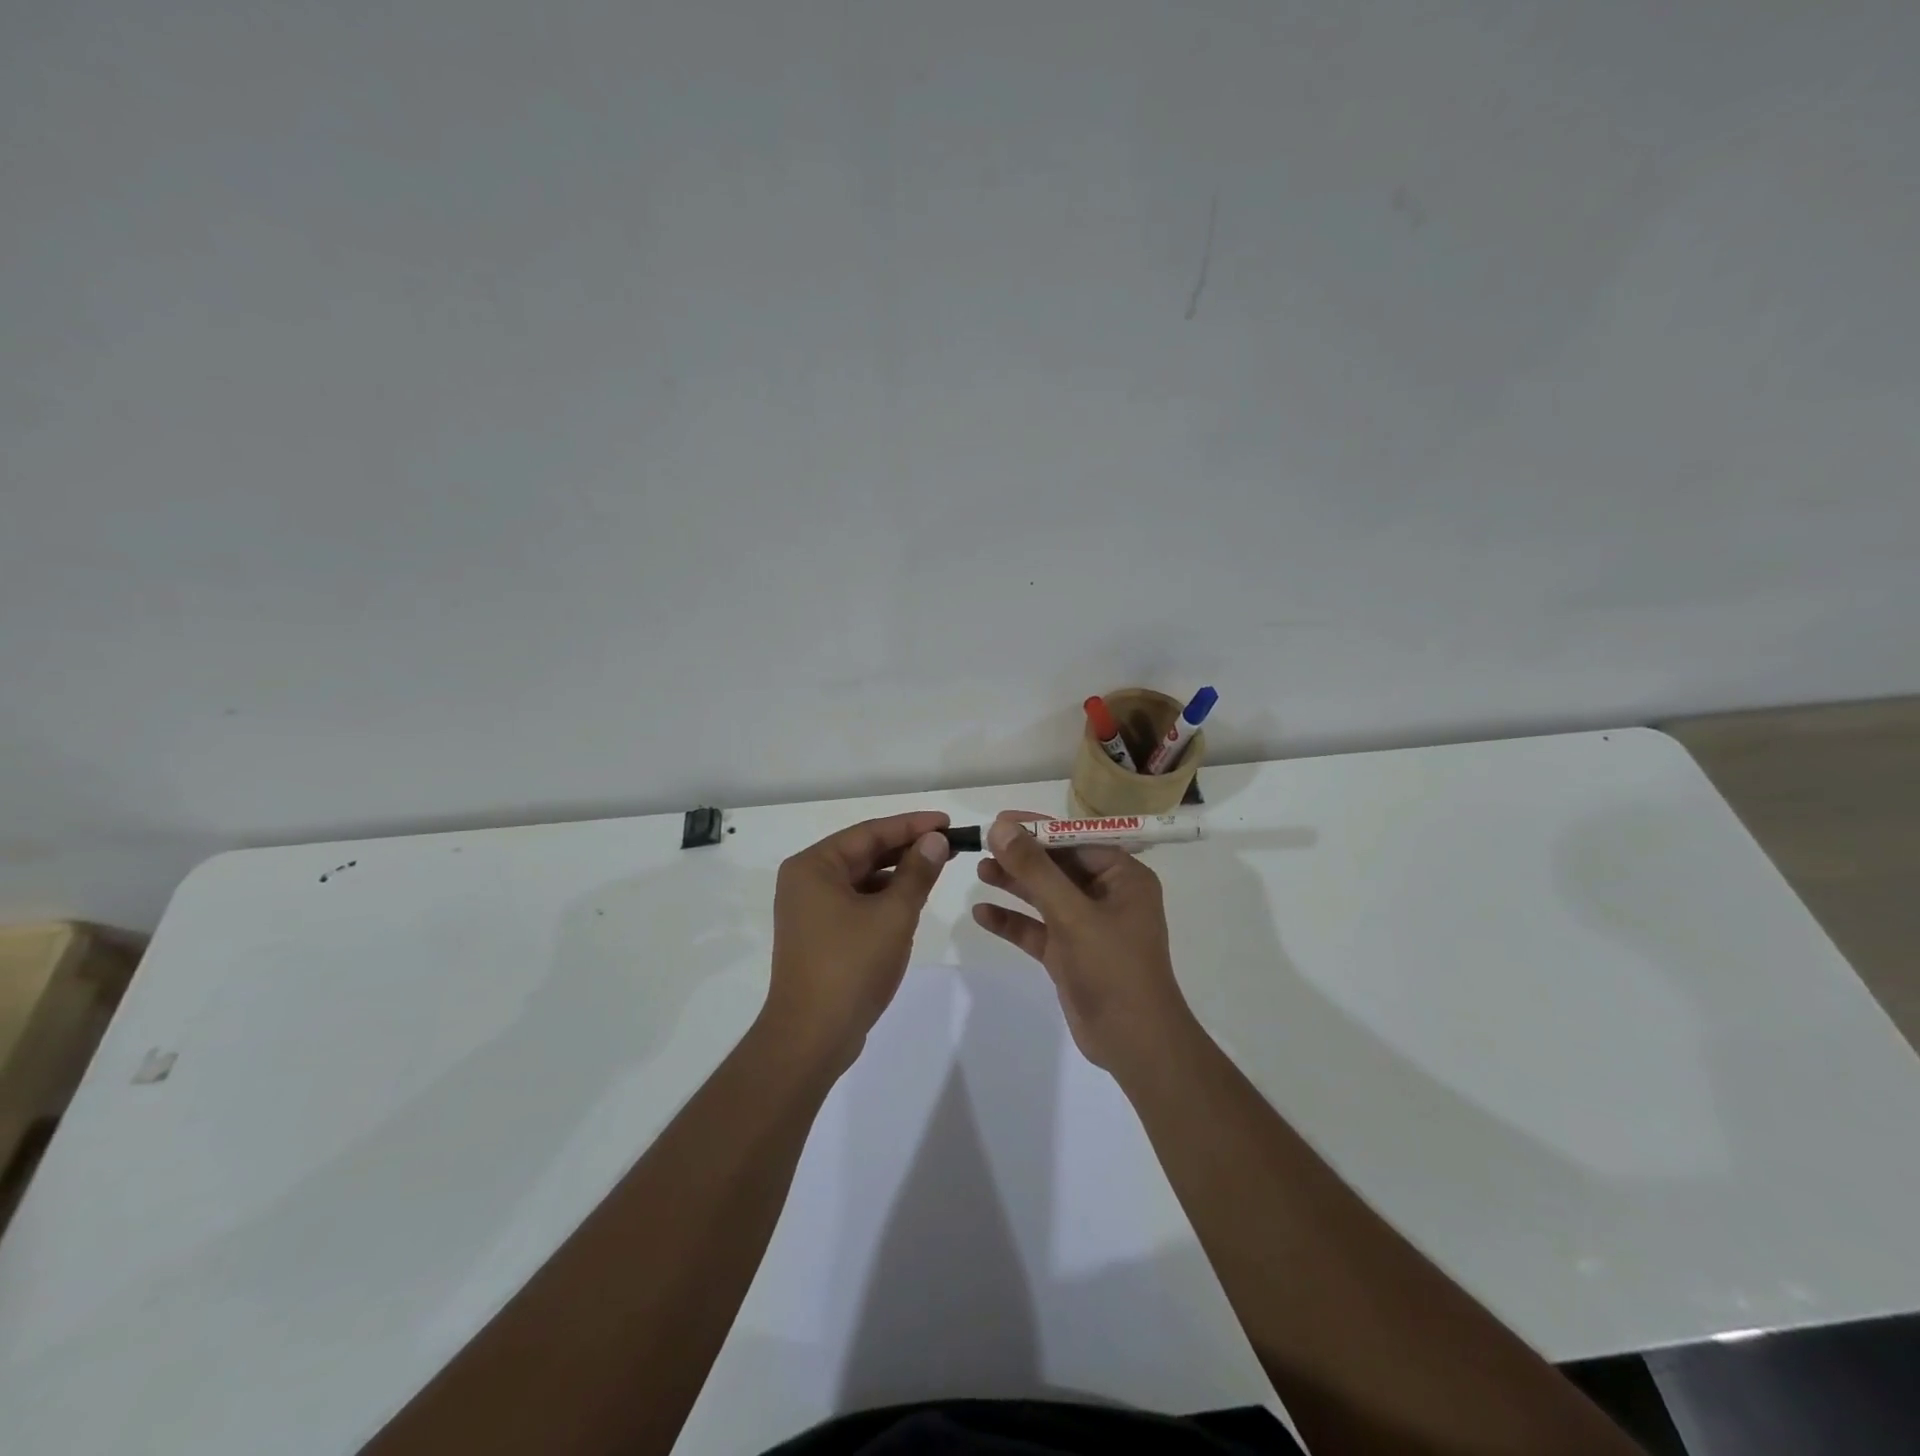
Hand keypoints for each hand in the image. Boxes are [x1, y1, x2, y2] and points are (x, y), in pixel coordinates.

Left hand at [766, 811, 951, 1074]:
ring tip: (937, 869)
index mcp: (814, 866)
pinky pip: (856, 902)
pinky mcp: (819, 934)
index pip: (870, 832)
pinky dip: (883, 898)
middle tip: (950, 844)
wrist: (811, 1037)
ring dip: (897, 874)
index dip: (912, 825)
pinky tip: (911, 901)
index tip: (948, 822)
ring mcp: (809, 910)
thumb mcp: (893, 914)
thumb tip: (936, 840)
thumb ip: (917, 872)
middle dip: (907, 848)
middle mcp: (806, 881)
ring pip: (862, 879)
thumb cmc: (851, 967)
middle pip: (864, 852)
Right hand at [971, 811, 1197, 1075]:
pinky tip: (982, 914)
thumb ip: (1035, 870)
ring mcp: (1087, 926)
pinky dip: (1012, 921)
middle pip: (1058, 866)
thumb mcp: (1072, 914)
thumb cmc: (1113, 968)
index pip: (1075, 840)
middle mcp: (1107, 896)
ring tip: (979, 870)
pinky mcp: (1070, 954)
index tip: (999, 821)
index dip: (1037, 829)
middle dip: (1021, 857)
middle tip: (981, 845)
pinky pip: (1037, 929)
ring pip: (1045, 896)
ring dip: (1014, 884)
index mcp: (1123, 878)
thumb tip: (1001, 827)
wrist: (1135, 1044)